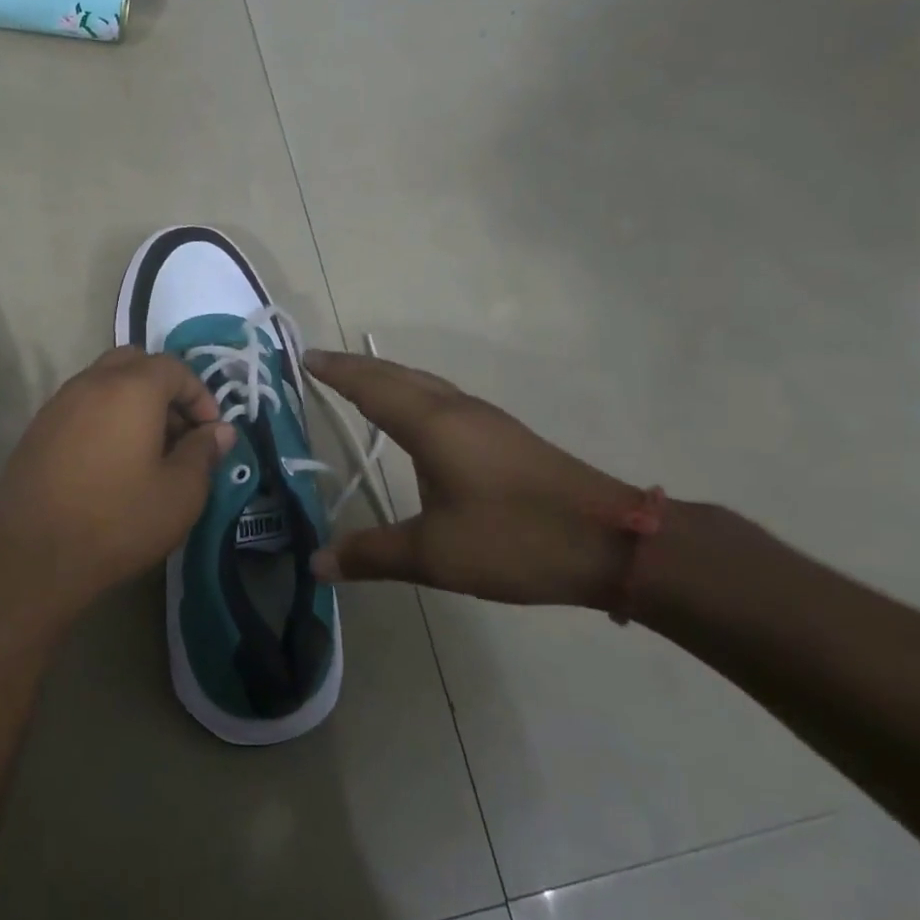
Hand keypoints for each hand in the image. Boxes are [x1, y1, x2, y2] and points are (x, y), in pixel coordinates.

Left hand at [0, 347, 234, 619]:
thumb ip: (204, 453)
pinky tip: (111, 464)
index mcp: (130, 389)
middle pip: (135, 364)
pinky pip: (80, 408)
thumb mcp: (180, 493)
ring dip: (133, 404)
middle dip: (164, 390)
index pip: (174, 367)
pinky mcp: (37, 431)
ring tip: (148, 452)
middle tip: (179, 433)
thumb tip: (220, 431)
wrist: (34, 558)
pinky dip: (104, 420)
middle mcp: (90, 383)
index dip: (200, 394)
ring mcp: (57, 405)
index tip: (210, 432)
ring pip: (104, 384)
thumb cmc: (118, 521)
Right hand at [305, 350, 640, 608]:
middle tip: (324, 364)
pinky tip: (417, 419)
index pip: (372, 388)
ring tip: (361, 383)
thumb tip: (317, 562)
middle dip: (358, 368)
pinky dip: (415, 395)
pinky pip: (445, 400)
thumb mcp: (434, 554)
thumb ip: (372, 554)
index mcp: (433, 426)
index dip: (337, 372)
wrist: (613, 541)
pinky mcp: (505, 438)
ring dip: (389, 378)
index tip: (306, 357)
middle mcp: (457, 411)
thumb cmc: (515, 538)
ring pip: (426, 384)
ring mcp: (486, 421)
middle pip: (399, 376)